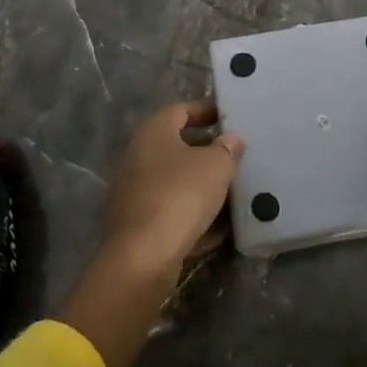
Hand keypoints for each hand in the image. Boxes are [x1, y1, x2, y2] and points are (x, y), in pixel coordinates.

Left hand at [101, 101, 244, 274]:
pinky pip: (170, 211)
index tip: (228, 118)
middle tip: (233, 156)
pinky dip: (191, 215)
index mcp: (154, 133)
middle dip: (205, 151)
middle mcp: (138, 157)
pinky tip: (216, 229)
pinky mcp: (137, 224)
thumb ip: (227, 148)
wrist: (143, 256)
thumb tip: (232, 138)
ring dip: (199, 185)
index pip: (180, 110)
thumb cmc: (181, 195)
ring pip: (173, 181)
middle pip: (175, 146)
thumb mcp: (216, 166)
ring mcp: (134, 192)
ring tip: (230, 192)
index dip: (206, 111)